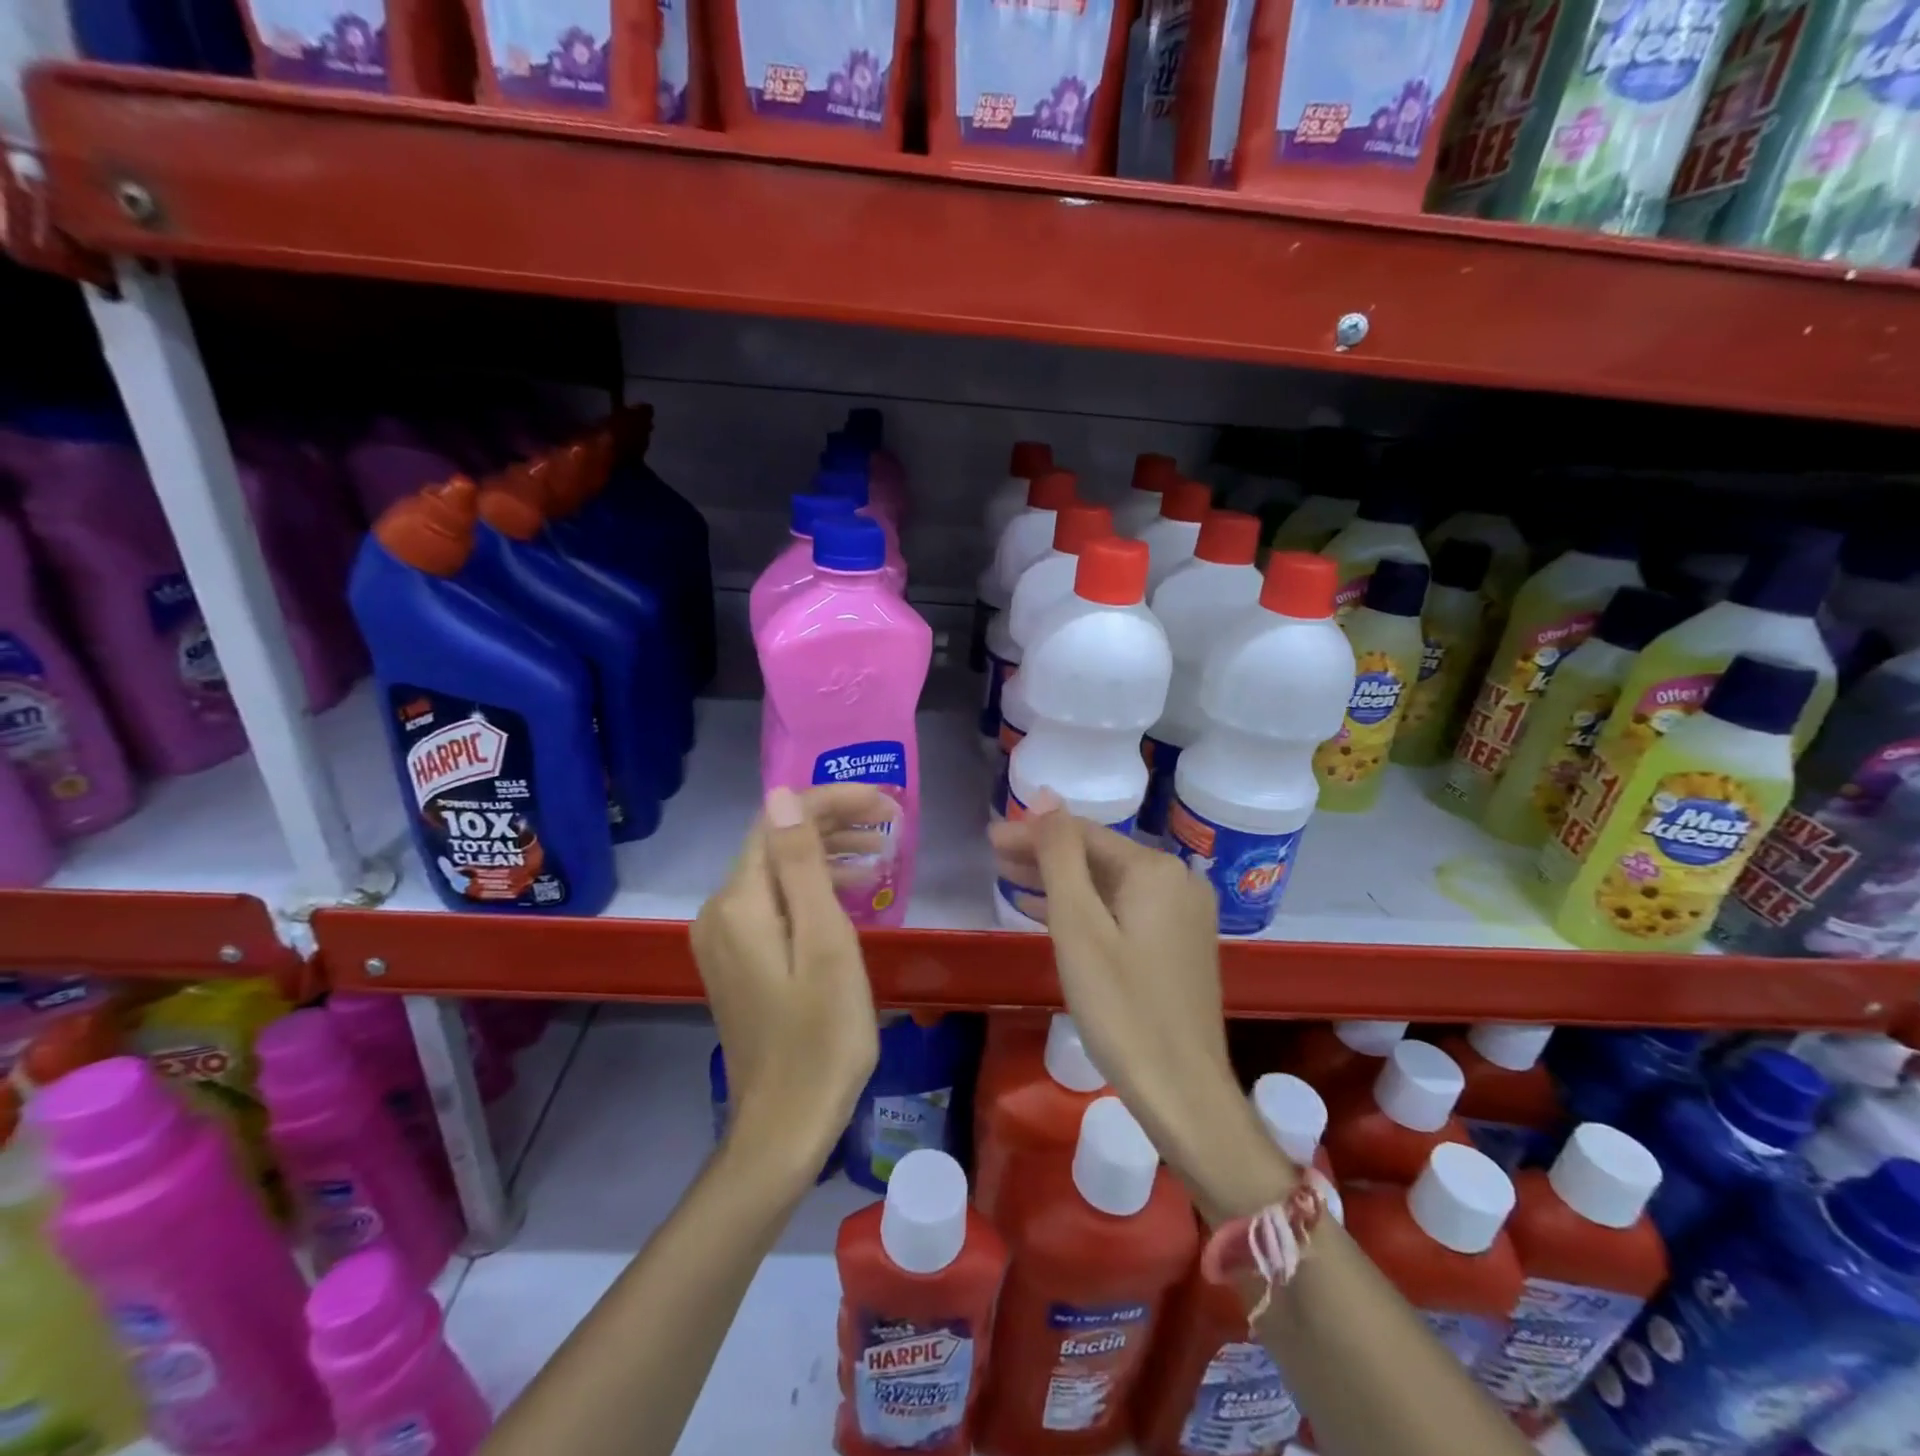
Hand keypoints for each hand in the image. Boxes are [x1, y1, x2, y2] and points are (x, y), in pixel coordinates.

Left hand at [692, 785, 885, 1179]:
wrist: (786, 1124)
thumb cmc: (822, 1035)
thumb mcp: (825, 943)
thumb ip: (801, 865)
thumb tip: (782, 795)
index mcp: (739, 903)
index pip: (779, 821)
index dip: (831, 801)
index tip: (885, 803)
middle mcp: (720, 910)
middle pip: (775, 842)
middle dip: (832, 822)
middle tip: (890, 823)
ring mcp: (724, 937)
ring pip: (776, 871)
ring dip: (826, 853)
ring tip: (881, 854)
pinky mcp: (737, 958)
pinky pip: (774, 902)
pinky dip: (812, 888)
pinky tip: (849, 892)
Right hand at [989, 793, 1290, 1218]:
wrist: (1182, 1092)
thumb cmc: (1121, 1008)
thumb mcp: (1078, 926)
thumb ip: (1060, 856)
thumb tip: (1045, 796)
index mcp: (1156, 870)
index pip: (1082, 834)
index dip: (1033, 832)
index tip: (990, 837)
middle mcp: (1177, 881)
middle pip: (1097, 856)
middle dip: (1044, 855)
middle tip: (994, 856)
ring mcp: (1182, 915)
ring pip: (1109, 884)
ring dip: (1060, 881)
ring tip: (1010, 879)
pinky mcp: (1178, 944)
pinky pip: (1123, 910)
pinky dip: (1086, 908)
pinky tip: (1050, 913)